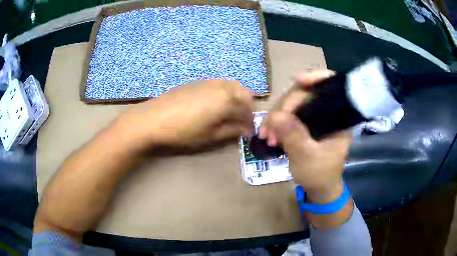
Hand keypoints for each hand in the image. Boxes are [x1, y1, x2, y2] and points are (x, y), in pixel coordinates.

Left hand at [119, 80, 253, 150]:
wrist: (154, 118)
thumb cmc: (184, 130)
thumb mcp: (210, 135)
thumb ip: (232, 130)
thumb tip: (247, 130)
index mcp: (228, 99)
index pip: (248, 109)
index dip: (250, 122)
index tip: (248, 131)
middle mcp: (222, 86)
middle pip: (244, 93)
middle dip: (246, 107)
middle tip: (239, 121)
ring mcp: (209, 81)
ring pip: (232, 86)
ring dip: (236, 98)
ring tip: (227, 113)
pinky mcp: (198, 81)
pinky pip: (219, 84)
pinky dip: (224, 92)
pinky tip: (213, 104)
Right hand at [259, 71, 351, 202]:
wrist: (318, 188)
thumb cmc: (319, 175)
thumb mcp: (308, 158)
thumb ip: (294, 137)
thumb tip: (276, 116)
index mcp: (339, 117)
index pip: (332, 86)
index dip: (316, 78)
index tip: (297, 80)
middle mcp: (328, 112)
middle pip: (306, 93)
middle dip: (285, 107)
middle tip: (269, 128)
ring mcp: (315, 117)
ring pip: (293, 103)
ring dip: (276, 117)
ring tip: (265, 136)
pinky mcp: (304, 123)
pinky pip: (288, 114)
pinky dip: (276, 122)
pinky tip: (267, 134)